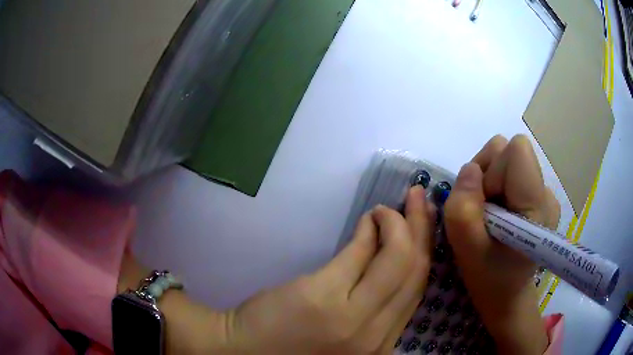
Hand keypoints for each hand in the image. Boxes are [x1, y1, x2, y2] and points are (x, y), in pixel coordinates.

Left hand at [222, 187, 434, 353]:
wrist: (243, 350)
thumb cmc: (294, 346)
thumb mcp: (348, 333)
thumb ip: (374, 306)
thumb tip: (391, 257)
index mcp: (382, 345)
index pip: (419, 290)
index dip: (427, 250)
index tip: (425, 223)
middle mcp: (375, 336)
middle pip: (415, 271)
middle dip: (421, 227)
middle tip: (417, 199)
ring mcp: (350, 318)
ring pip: (397, 259)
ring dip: (398, 223)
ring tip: (389, 208)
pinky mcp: (322, 295)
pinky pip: (359, 253)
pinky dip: (370, 228)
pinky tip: (369, 218)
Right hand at [444, 135, 560, 354]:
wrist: (508, 297)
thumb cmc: (489, 279)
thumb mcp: (467, 250)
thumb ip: (463, 207)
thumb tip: (469, 169)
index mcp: (537, 205)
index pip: (517, 150)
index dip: (493, 167)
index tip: (483, 201)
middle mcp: (547, 193)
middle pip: (510, 152)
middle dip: (487, 175)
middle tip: (482, 212)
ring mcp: (544, 194)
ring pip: (508, 160)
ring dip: (490, 182)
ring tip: (489, 216)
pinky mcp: (538, 197)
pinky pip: (512, 174)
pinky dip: (497, 189)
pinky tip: (498, 217)